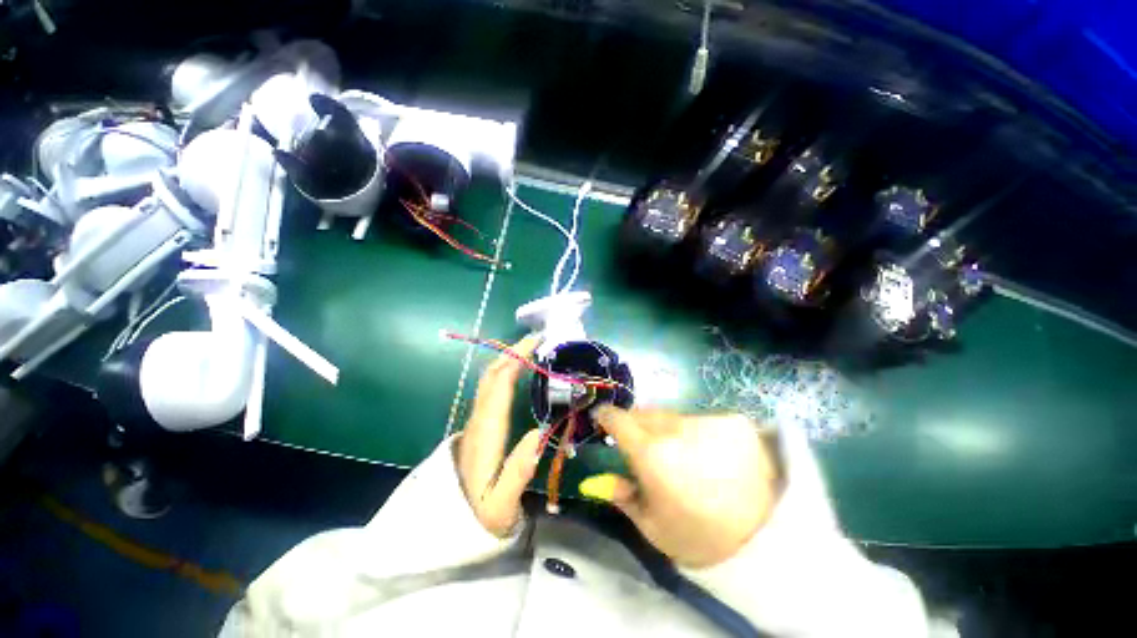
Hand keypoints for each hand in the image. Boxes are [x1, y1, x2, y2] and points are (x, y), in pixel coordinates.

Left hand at [454, 335, 543, 537]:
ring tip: (531, 348)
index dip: (515, 361)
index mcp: (485, 434)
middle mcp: (478, 420)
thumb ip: (518, 471)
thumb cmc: (481, 516)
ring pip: (488, 380)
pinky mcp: (479, 424)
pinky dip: (504, 370)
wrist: (451, 527)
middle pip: (491, 376)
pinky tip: (517, 369)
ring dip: (508, 358)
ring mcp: (476, 421)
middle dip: (512, 352)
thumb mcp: (501, 506)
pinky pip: (491, 388)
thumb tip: (538, 433)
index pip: (498, 387)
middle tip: (538, 338)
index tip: (535, 343)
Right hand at [587, 407, 782, 568]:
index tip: (602, 419)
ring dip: (665, 428)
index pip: (618, 418)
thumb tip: (603, 478)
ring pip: (672, 416)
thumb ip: (623, 497)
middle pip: (644, 413)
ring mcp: (706, 421)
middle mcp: (675, 428)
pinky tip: (707, 453)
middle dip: (635, 424)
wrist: (766, 538)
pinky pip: (699, 420)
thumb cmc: (700, 536)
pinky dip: (694, 432)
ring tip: (678, 452)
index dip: (606, 416)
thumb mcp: (653, 527)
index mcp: (651, 453)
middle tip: (641, 443)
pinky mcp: (731, 421)